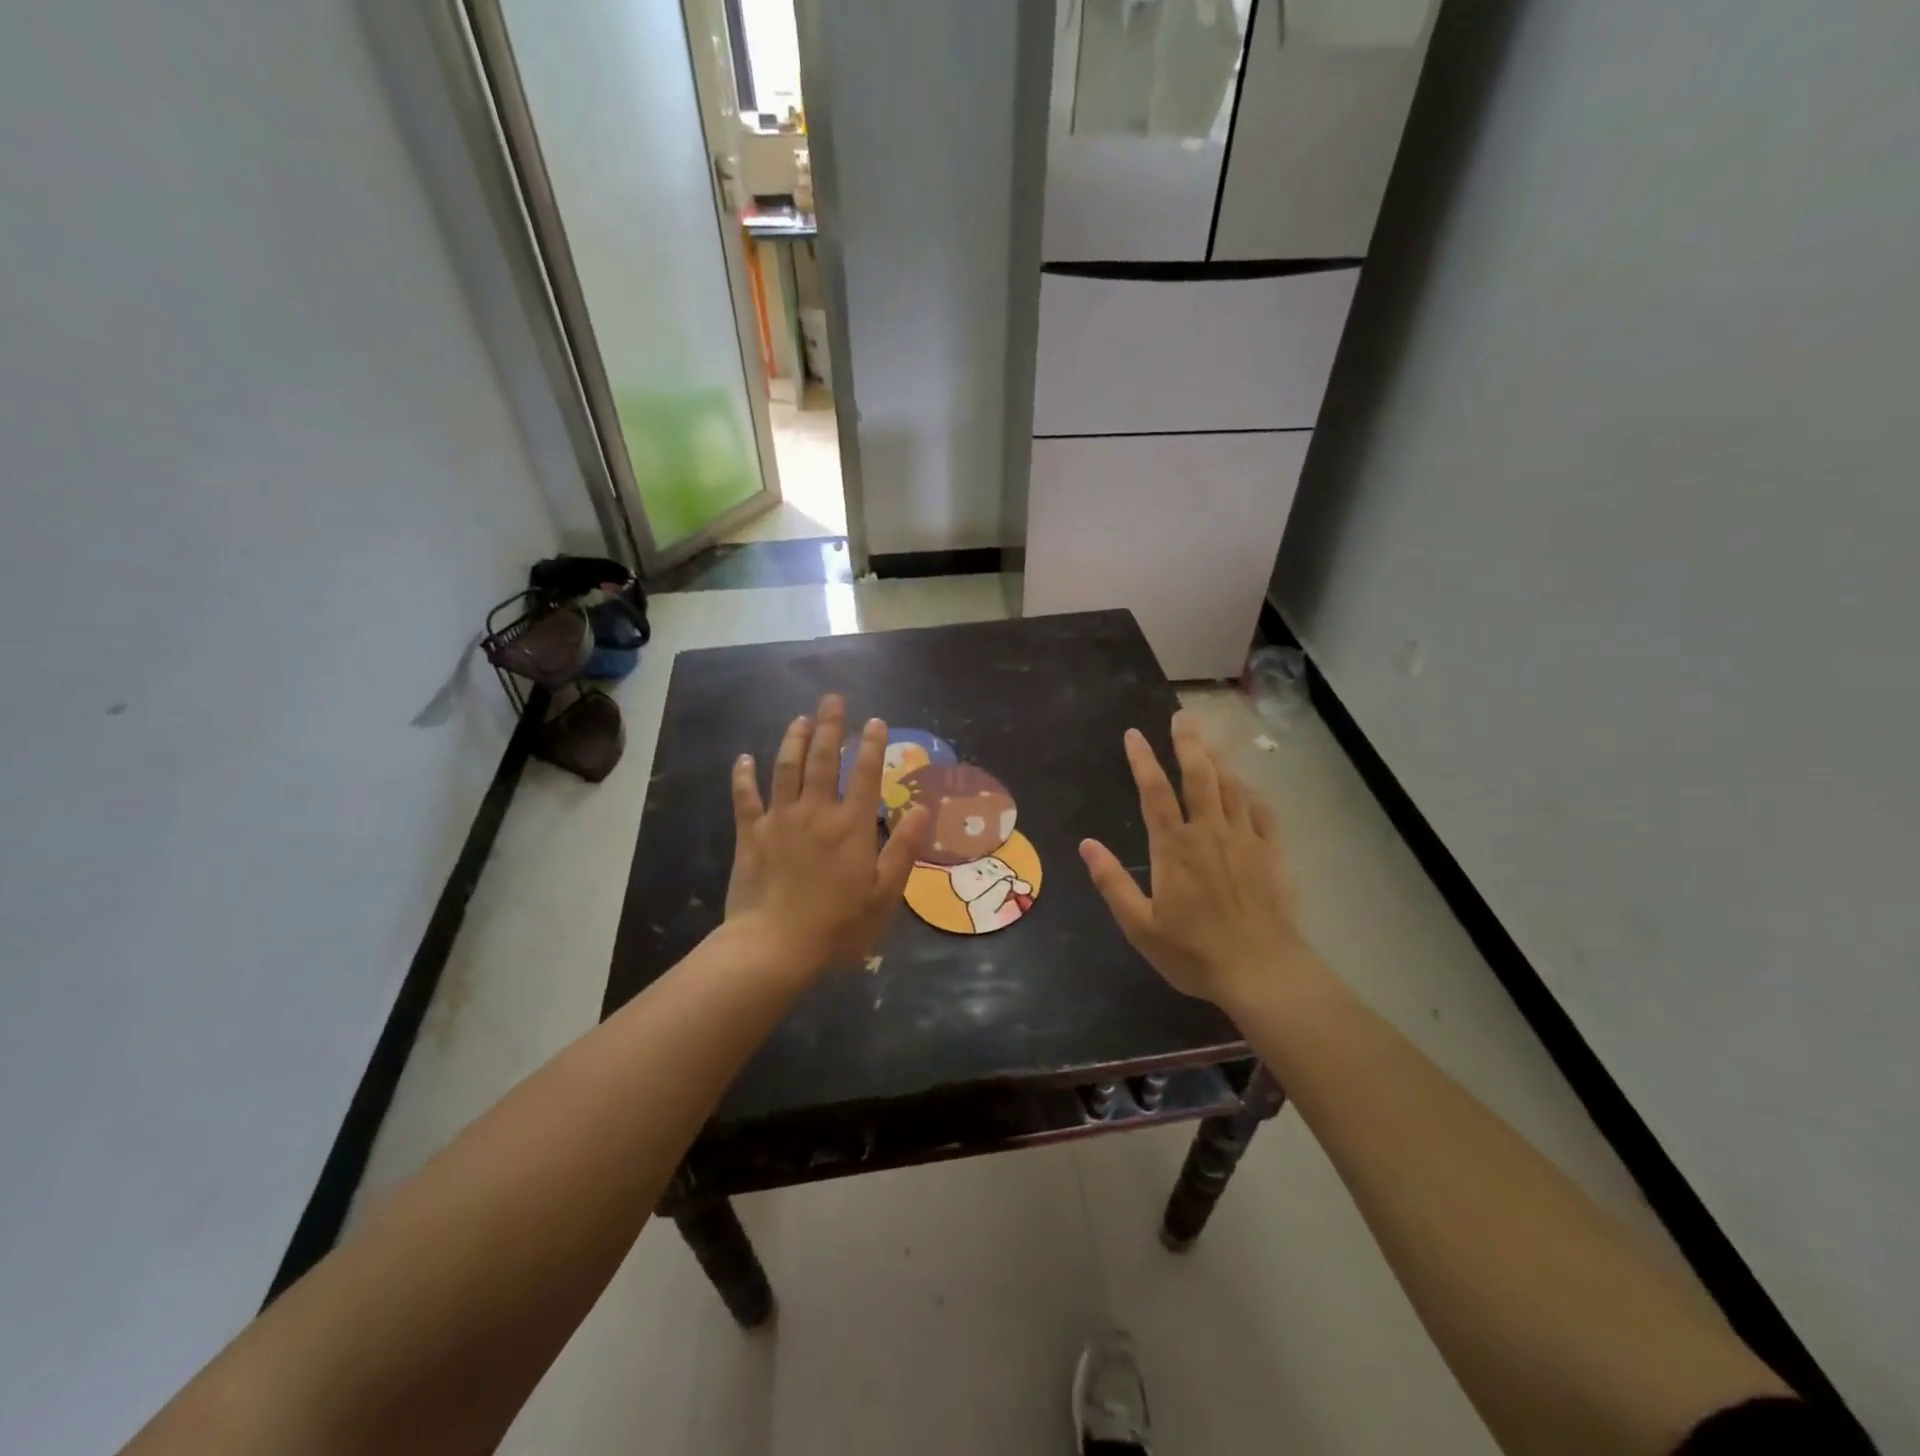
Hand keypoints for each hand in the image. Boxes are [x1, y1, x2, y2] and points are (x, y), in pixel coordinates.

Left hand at [725, 694, 930, 975]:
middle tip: (832, 699)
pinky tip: (744, 758)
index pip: (866, 774)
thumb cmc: (838, 926)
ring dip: (794, 740)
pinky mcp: (751, 834)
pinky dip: (744, 776)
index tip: (876, 721)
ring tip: (800, 718)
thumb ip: (903, 849)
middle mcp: (816, 811)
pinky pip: (745, 797)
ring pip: (786, 768)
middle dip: (830, 726)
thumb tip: (920, 808)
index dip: (872, 745)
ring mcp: (780, 820)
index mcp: (852, 826)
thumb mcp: (884, 895)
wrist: (775, 947)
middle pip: (824, 759)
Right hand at [1080, 712, 1308, 1009]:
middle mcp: (1209, 833)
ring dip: (1218, 761)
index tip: (1134, 734)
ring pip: (1231, 788)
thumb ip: (1112, 882)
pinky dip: (1251, 794)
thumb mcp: (1140, 925)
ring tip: (1209, 742)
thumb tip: (1086, 844)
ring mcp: (1245, 840)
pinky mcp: (1271, 854)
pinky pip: (1262, 812)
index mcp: (1175, 847)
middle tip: (1182, 717)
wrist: (1262, 971)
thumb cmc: (1194, 952)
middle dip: (1188, 743)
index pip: (1154, 791)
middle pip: (1199, 776)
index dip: (1142, 760)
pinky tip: (1247, 788)